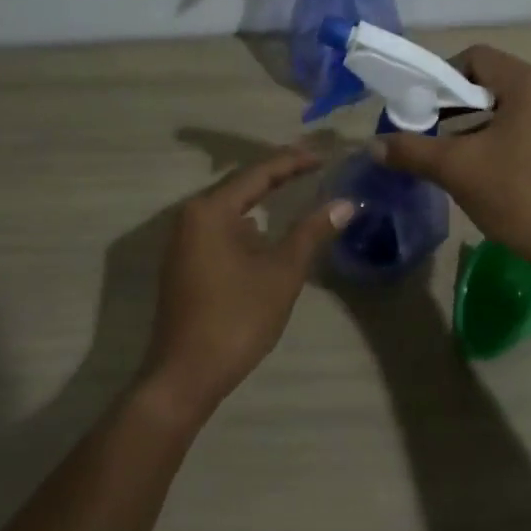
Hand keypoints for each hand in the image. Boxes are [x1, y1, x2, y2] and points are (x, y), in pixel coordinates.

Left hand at [140, 145, 353, 421]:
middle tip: (314, 166)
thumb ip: (312, 232)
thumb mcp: (282, 272)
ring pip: (231, 209)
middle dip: (278, 176)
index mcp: (211, 210)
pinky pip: (222, 229)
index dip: (294, 161)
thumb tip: (346, 202)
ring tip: (297, 191)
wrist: (186, 375)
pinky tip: (269, 232)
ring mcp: (184, 241)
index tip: (325, 156)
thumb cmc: (236, 318)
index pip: (258, 172)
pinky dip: (249, 224)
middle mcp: (191, 216)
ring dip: (262, 200)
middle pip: (241, 185)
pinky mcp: (185, 263)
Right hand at [375, 45, 530, 276]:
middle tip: (429, 131)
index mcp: (528, 83)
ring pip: (508, 109)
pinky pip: (526, 129)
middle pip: (491, 82)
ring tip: (451, 155)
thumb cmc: (518, 194)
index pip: (475, 57)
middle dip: (455, 104)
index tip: (420, 106)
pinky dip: (500, 140)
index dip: (441, 76)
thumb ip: (412, 150)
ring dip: (476, 125)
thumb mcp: (456, 169)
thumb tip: (372, 145)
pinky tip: (485, 171)